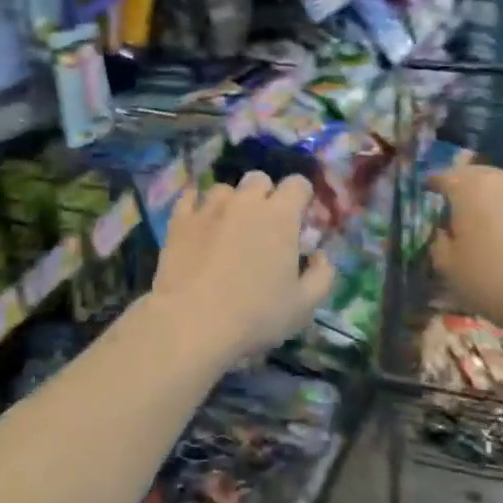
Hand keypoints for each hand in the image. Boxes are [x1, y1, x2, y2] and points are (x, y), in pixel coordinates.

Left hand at [150, 172, 335, 360]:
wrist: (192, 322)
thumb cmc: (255, 314)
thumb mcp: (304, 305)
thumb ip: (322, 275)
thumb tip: (319, 256)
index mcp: (280, 215)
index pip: (297, 184)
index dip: (301, 197)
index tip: (299, 217)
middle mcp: (245, 202)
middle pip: (259, 179)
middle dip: (265, 195)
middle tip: (264, 224)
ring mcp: (209, 208)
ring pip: (224, 189)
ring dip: (231, 201)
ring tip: (228, 226)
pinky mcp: (179, 220)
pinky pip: (189, 198)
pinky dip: (196, 204)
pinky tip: (198, 220)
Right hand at [429, 164, 502, 338]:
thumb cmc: (494, 280)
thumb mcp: (448, 268)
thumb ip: (438, 243)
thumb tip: (444, 233)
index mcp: (469, 187)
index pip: (442, 177)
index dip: (432, 185)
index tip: (427, 193)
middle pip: (476, 177)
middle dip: (463, 189)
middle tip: (455, 209)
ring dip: (492, 203)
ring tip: (487, 227)